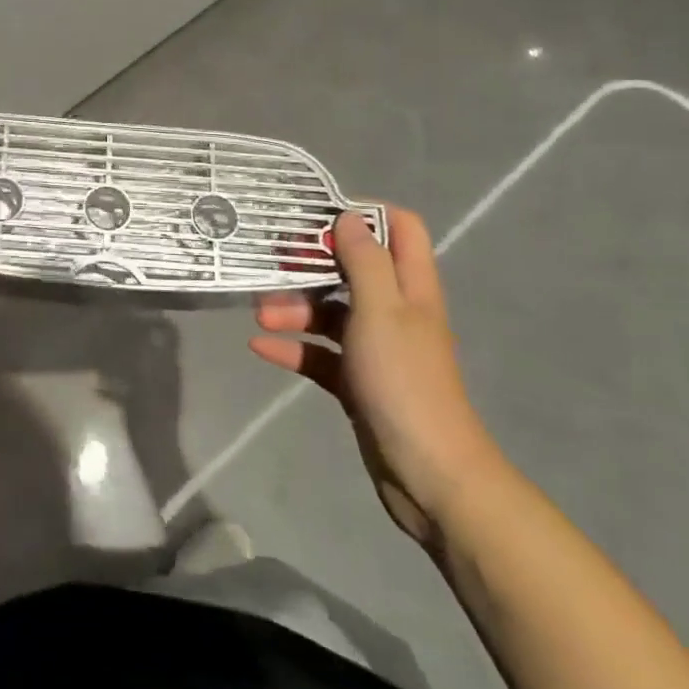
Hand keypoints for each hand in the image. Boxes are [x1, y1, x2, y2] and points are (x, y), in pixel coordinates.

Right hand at [251, 206, 505, 548]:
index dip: (363, 214)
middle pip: (351, 268)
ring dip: (295, 308)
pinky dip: (293, 347)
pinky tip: (260, 347)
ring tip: (261, 314)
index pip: (398, 228)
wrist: (428, 475)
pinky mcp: (357, 381)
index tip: (318, 216)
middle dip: (311, 263)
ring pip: (330, 311)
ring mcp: (375, 347)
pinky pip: (319, 353)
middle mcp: (394, 310)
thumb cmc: (404, 380)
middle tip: (274, 262)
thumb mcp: (381, 309)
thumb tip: (347, 216)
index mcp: (410, 286)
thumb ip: (363, 259)